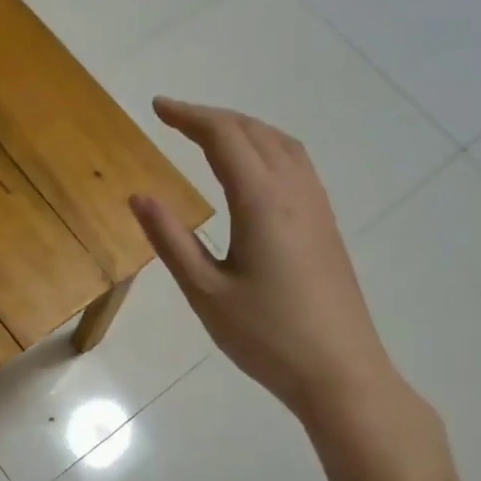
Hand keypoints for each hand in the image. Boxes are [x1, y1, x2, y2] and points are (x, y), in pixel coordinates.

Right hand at [129, 99, 400, 434]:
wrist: (341, 373)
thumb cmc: (266, 337)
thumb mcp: (205, 292)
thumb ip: (171, 240)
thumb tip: (139, 195)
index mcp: (261, 202)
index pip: (224, 138)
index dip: (189, 116)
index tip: (157, 107)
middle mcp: (294, 192)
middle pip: (254, 132)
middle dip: (212, 117)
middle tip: (174, 117)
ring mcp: (317, 207)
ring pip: (281, 144)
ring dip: (243, 128)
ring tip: (209, 133)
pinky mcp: (326, 224)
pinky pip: (296, 163)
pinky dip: (266, 146)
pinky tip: (253, 167)